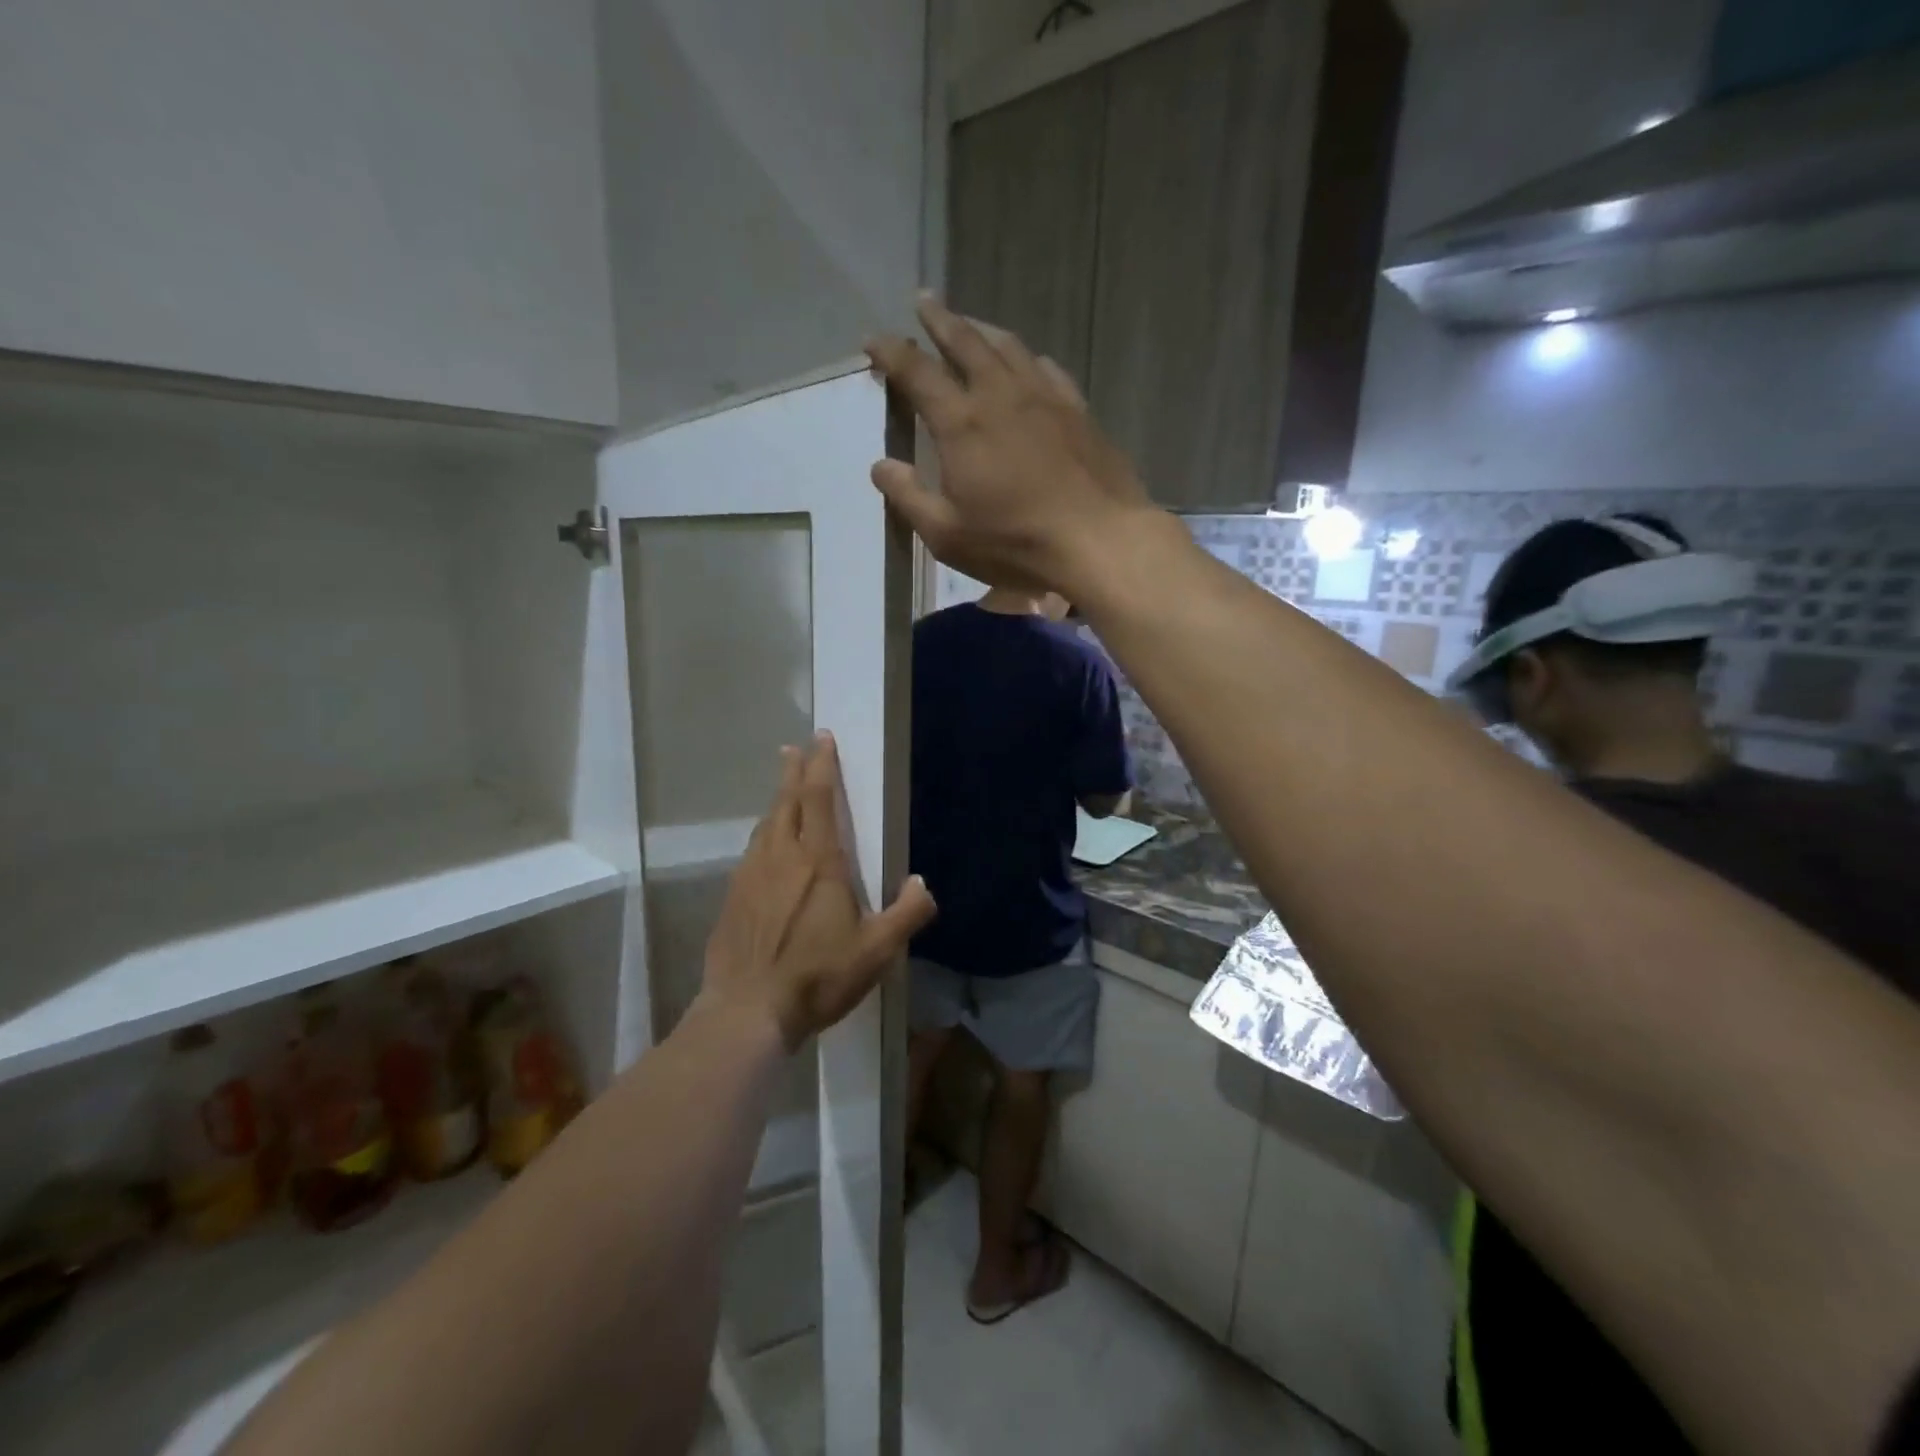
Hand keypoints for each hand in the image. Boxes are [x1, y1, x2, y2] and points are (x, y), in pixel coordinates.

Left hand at [701, 733, 936, 1051]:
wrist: (747, 1012)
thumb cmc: (817, 976)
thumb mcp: (877, 951)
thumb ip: (907, 914)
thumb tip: (922, 884)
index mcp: (818, 861)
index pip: (819, 798)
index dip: (821, 765)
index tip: (822, 738)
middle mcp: (780, 857)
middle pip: (786, 801)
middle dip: (793, 772)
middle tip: (793, 748)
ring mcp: (750, 876)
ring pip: (765, 825)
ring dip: (776, 802)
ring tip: (782, 792)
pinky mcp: (732, 899)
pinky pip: (750, 853)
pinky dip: (762, 836)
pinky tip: (765, 849)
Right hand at [865, 295, 1162, 599]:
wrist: (1098, 541)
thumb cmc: (1015, 543)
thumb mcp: (947, 534)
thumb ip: (909, 497)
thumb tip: (881, 466)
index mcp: (962, 423)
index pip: (918, 372)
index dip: (892, 352)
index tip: (874, 340)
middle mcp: (1001, 395)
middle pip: (966, 341)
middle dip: (940, 319)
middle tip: (924, 301)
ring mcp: (1045, 398)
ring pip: (1009, 347)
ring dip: (983, 329)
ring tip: (971, 323)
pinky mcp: (1078, 411)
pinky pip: (1048, 369)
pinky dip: (1028, 359)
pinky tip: (1029, 362)